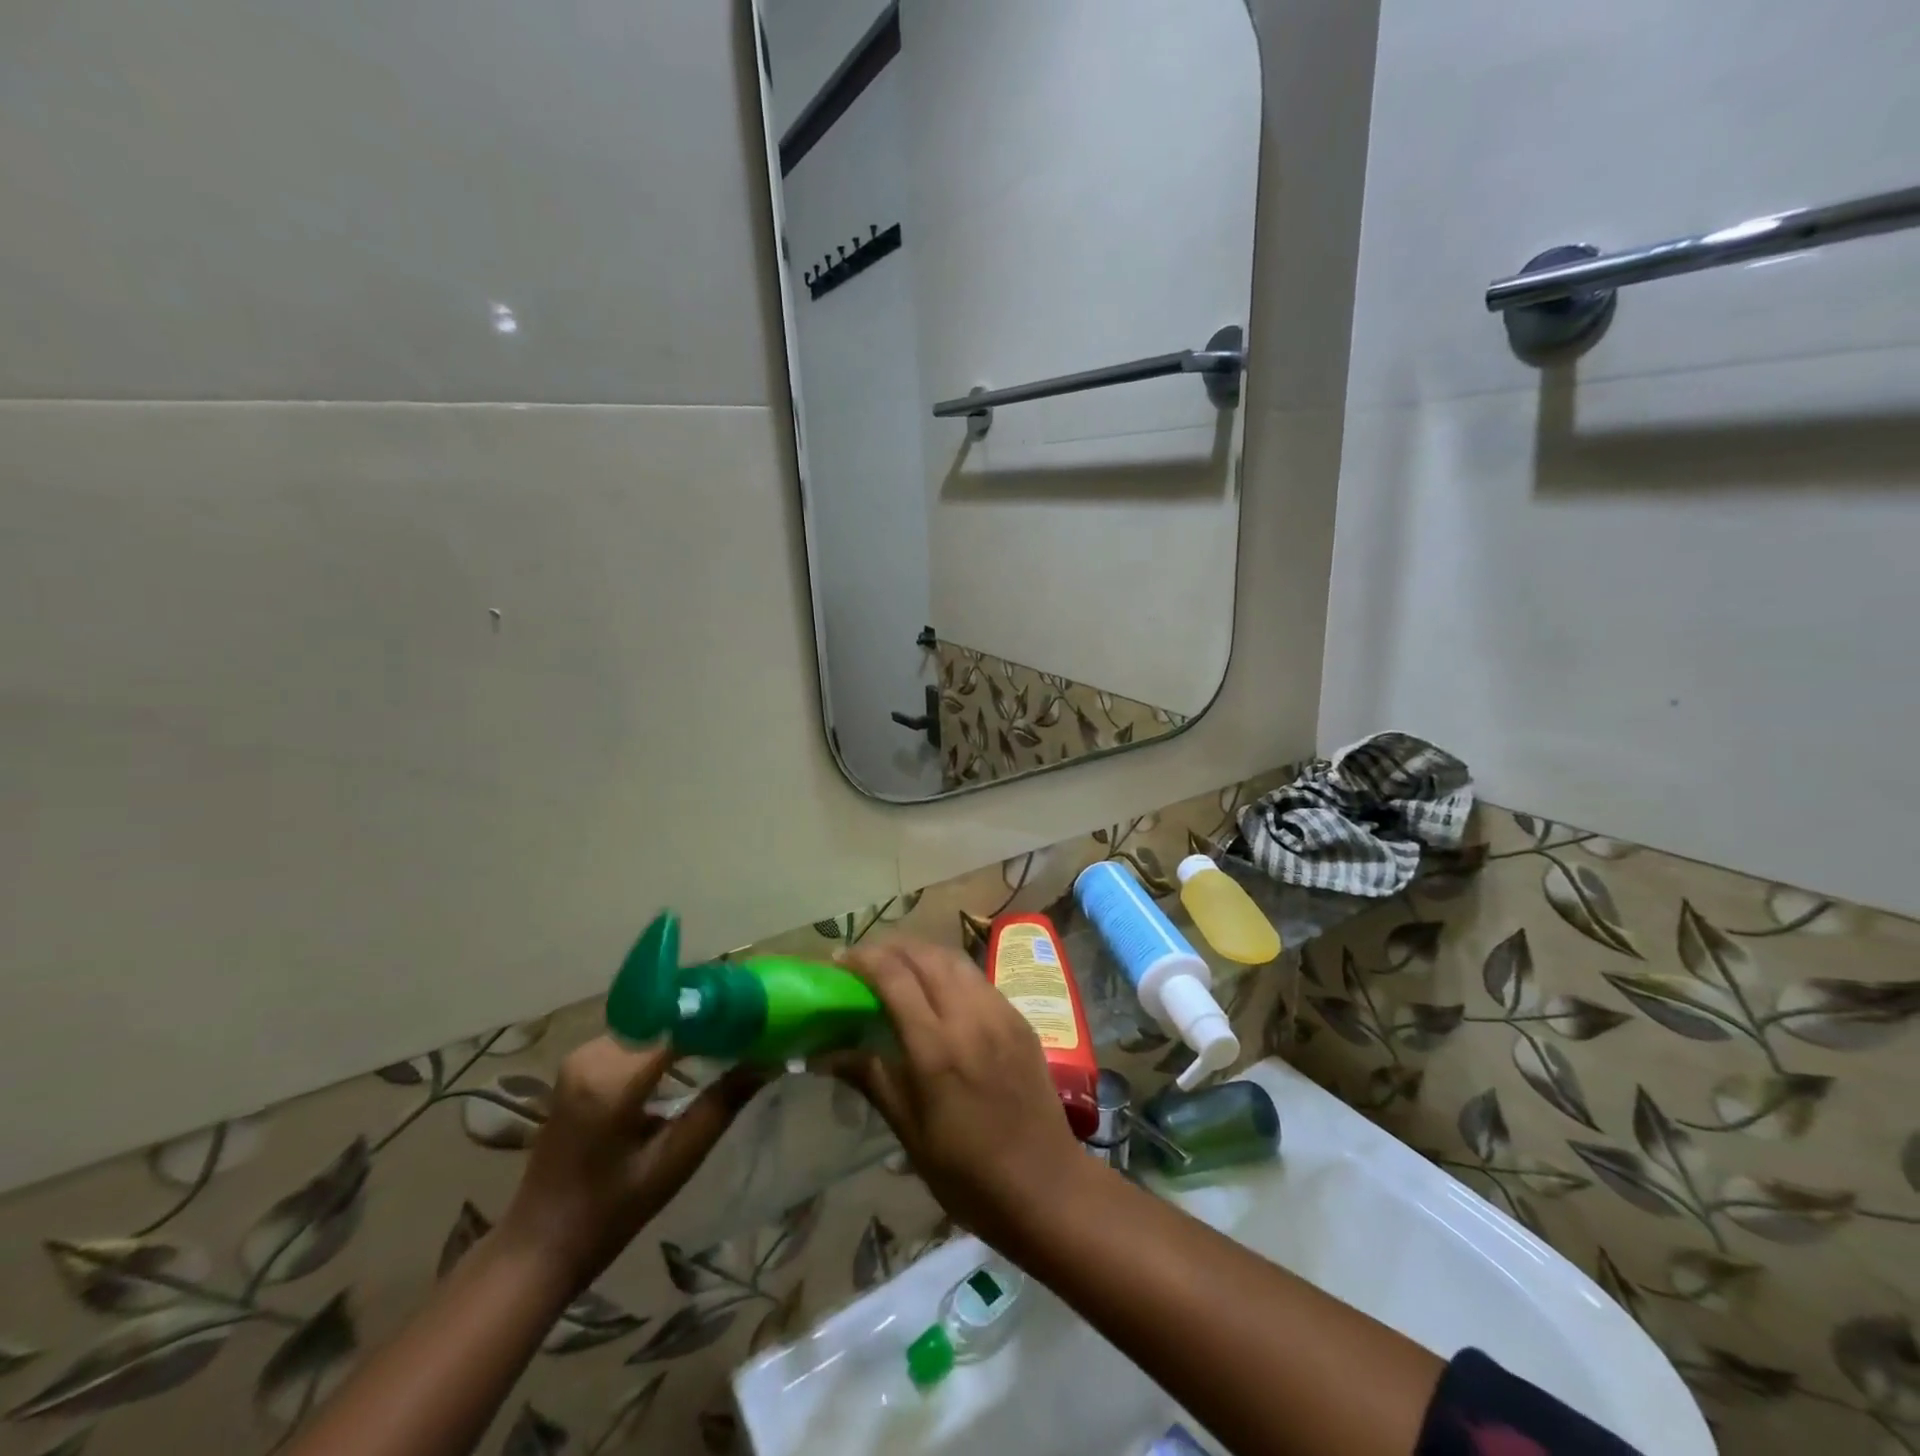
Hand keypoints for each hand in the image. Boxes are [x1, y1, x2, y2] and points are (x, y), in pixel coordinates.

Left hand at [498, 1038, 763, 1292]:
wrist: (537, 1247)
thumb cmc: (608, 1214)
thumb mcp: (674, 1163)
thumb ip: (721, 1105)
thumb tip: (768, 1061)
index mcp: (611, 1080)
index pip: (680, 1026)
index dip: (721, 1017)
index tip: (759, 1018)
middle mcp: (592, 1055)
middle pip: (665, 1019)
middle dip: (708, 1020)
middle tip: (751, 1028)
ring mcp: (581, 1057)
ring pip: (652, 1024)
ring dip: (688, 1029)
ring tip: (730, 1039)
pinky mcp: (579, 1064)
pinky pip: (635, 1037)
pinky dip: (666, 1040)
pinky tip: (692, 1055)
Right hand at [834, 938, 1087, 1252]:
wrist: (1045, 1185)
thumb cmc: (967, 1173)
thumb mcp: (910, 1131)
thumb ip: (871, 1078)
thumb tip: (823, 1054)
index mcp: (936, 1047)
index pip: (895, 977)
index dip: (863, 959)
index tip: (839, 961)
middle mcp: (970, 1017)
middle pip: (925, 956)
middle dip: (890, 948)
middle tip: (864, 960)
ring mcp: (1000, 1013)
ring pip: (954, 959)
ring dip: (921, 952)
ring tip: (898, 965)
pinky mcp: (1020, 1018)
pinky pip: (978, 977)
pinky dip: (950, 969)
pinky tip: (938, 987)